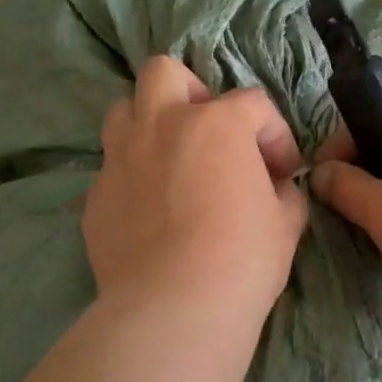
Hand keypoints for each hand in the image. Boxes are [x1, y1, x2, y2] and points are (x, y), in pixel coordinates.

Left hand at [85, 56, 308, 320]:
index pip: (254, 105)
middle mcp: (161, 125)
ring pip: (124, 110)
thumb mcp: (286, 224)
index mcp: (216, 124)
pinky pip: (112, 168)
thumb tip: (274, 188)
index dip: (275, 136)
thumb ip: (283, 193)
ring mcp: (120, 158)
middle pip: (165, 73)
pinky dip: (132, 177)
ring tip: (170, 161)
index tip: (283, 173)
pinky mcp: (95, 195)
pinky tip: (148, 212)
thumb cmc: (242, 259)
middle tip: (210, 134)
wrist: (174, 307)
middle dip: (191, 93)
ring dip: (149, 125)